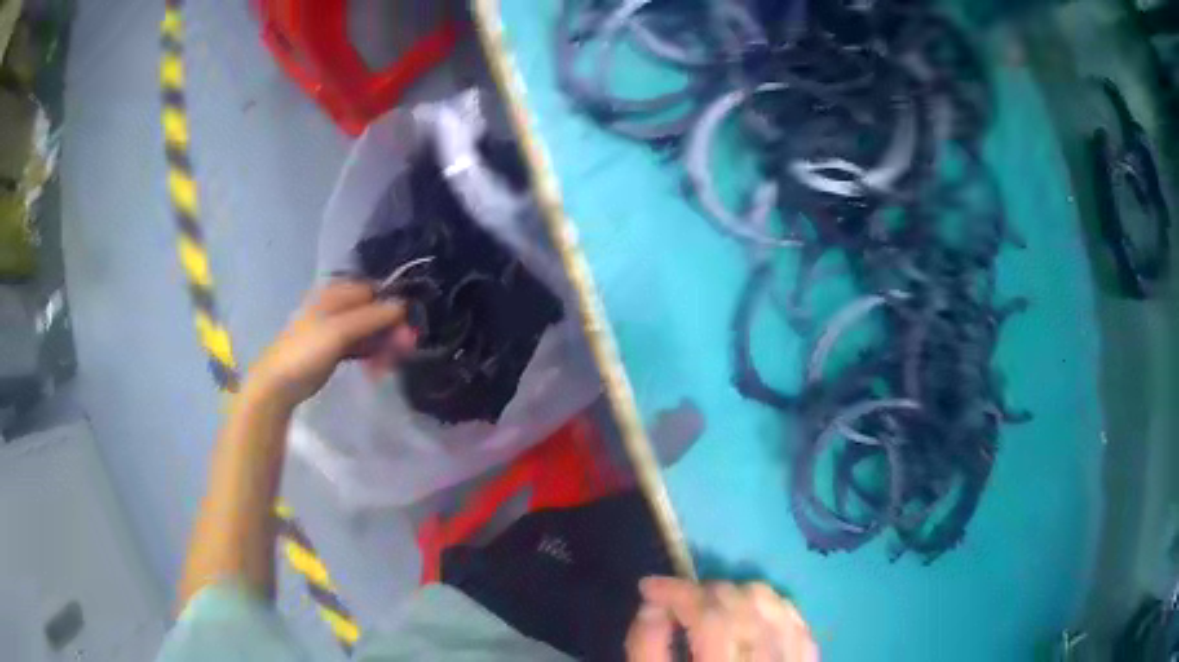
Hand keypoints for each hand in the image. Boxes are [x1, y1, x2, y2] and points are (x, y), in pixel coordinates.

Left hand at [245, 280, 406, 408]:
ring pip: (369, 331)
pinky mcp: (335, 349)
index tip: (407, 330)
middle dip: (390, 330)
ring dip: (383, 346)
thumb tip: (403, 306)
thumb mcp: (339, 331)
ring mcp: (336, 328)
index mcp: (336, 293)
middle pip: (374, 312)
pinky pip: (360, 346)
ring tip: (388, 367)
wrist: (279, 383)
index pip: (374, 291)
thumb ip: (372, 317)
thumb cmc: (306, 351)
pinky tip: (377, 370)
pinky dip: (371, 355)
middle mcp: (337, 306)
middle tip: (404, 352)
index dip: (393, 308)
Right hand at [626, 577, 817, 661]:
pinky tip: (748, 613)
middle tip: (675, 601)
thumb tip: (654, 605)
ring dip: (736, 595)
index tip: (649, 587)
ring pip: (774, 604)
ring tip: (708, 607)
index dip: (678, 592)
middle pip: (742, 605)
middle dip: (702, 591)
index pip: (710, 617)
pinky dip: (770, 606)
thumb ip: (646, 649)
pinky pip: (796, 620)